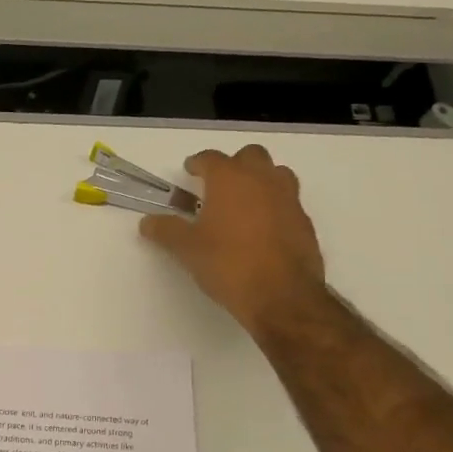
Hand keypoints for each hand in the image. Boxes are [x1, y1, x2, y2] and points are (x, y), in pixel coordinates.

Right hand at [140, 145, 328, 335]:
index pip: (211, 158)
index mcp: (230, 179)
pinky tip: (263, 229)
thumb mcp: (187, 249)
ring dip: (261, 180)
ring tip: (245, 202)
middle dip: (234, 164)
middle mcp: (262, 180)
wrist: (281, 295)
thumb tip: (147, 222)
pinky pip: (289, 202)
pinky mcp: (305, 222)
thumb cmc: (228, 264)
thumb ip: (166, 231)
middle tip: (219, 184)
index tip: (190, 170)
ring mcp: (289, 199)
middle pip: (250, 156)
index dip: (198, 163)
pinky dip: (275, 206)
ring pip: (276, 174)